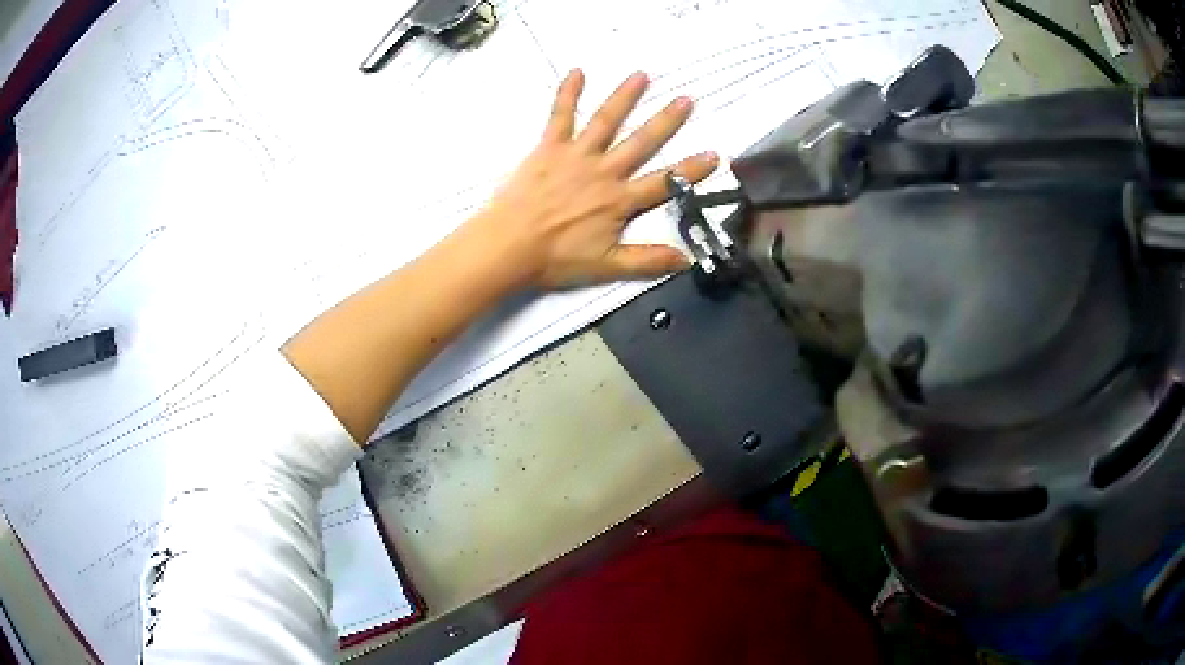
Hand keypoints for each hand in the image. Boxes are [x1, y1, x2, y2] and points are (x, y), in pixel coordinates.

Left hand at [466, 69, 718, 287]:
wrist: (509, 245)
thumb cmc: (556, 258)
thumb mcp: (607, 267)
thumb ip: (647, 261)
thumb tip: (686, 259)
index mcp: (620, 201)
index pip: (665, 183)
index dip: (692, 170)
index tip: (714, 154)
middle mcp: (604, 172)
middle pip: (641, 143)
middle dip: (666, 122)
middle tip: (686, 99)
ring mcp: (576, 156)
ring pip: (606, 122)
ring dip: (625, 98)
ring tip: (642, 76)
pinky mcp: (549, 148)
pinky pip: (560, 116)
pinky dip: (568, 93)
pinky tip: (577, 72)